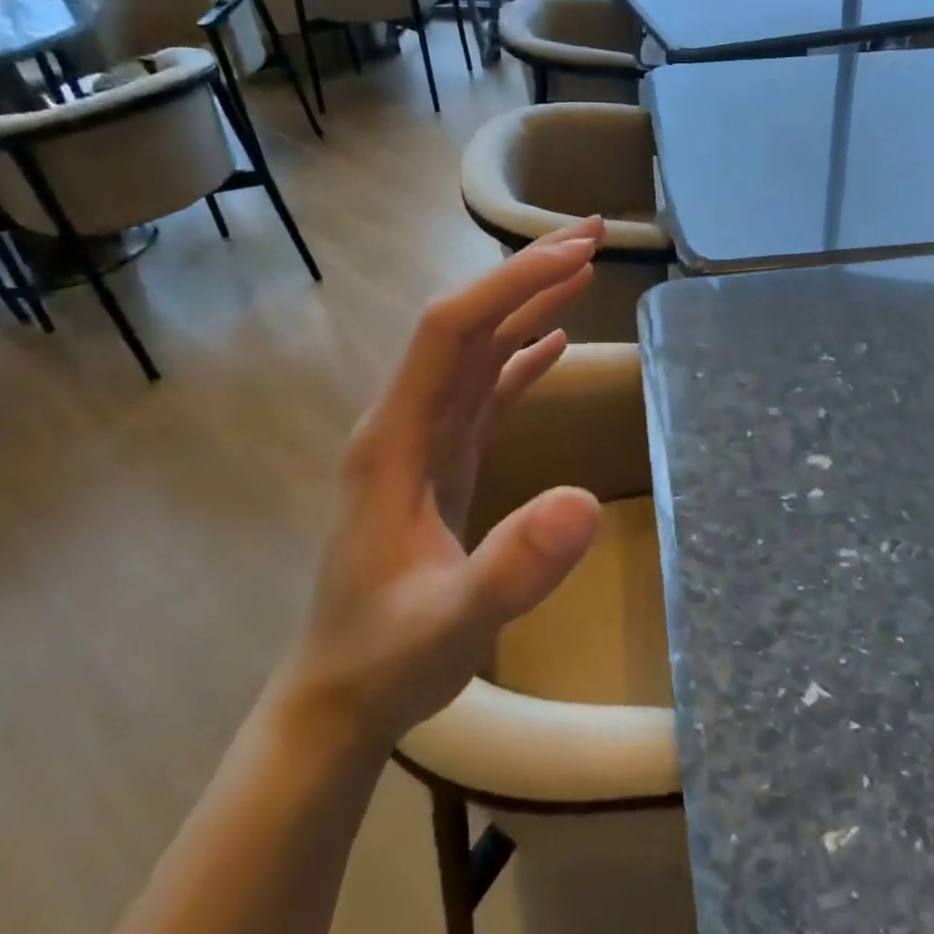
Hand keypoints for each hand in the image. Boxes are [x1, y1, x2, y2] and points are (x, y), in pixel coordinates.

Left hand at [278, 221, 608, 760]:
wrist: (339, 697)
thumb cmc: (386, 659)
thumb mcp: (451, 622)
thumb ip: (512, 568)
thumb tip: (586, 503)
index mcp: (395, 437)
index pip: (452, 330)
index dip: (512, 284)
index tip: (576, 253)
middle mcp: (407, 422)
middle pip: (468, 322)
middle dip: (528, 273)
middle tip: (594, 236)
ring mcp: (425, 440)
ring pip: (480, 349)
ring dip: (529, 303)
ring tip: (583, 267)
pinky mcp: (444, 461)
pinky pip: (487, 389)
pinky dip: (523, 356)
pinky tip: (555, 341)